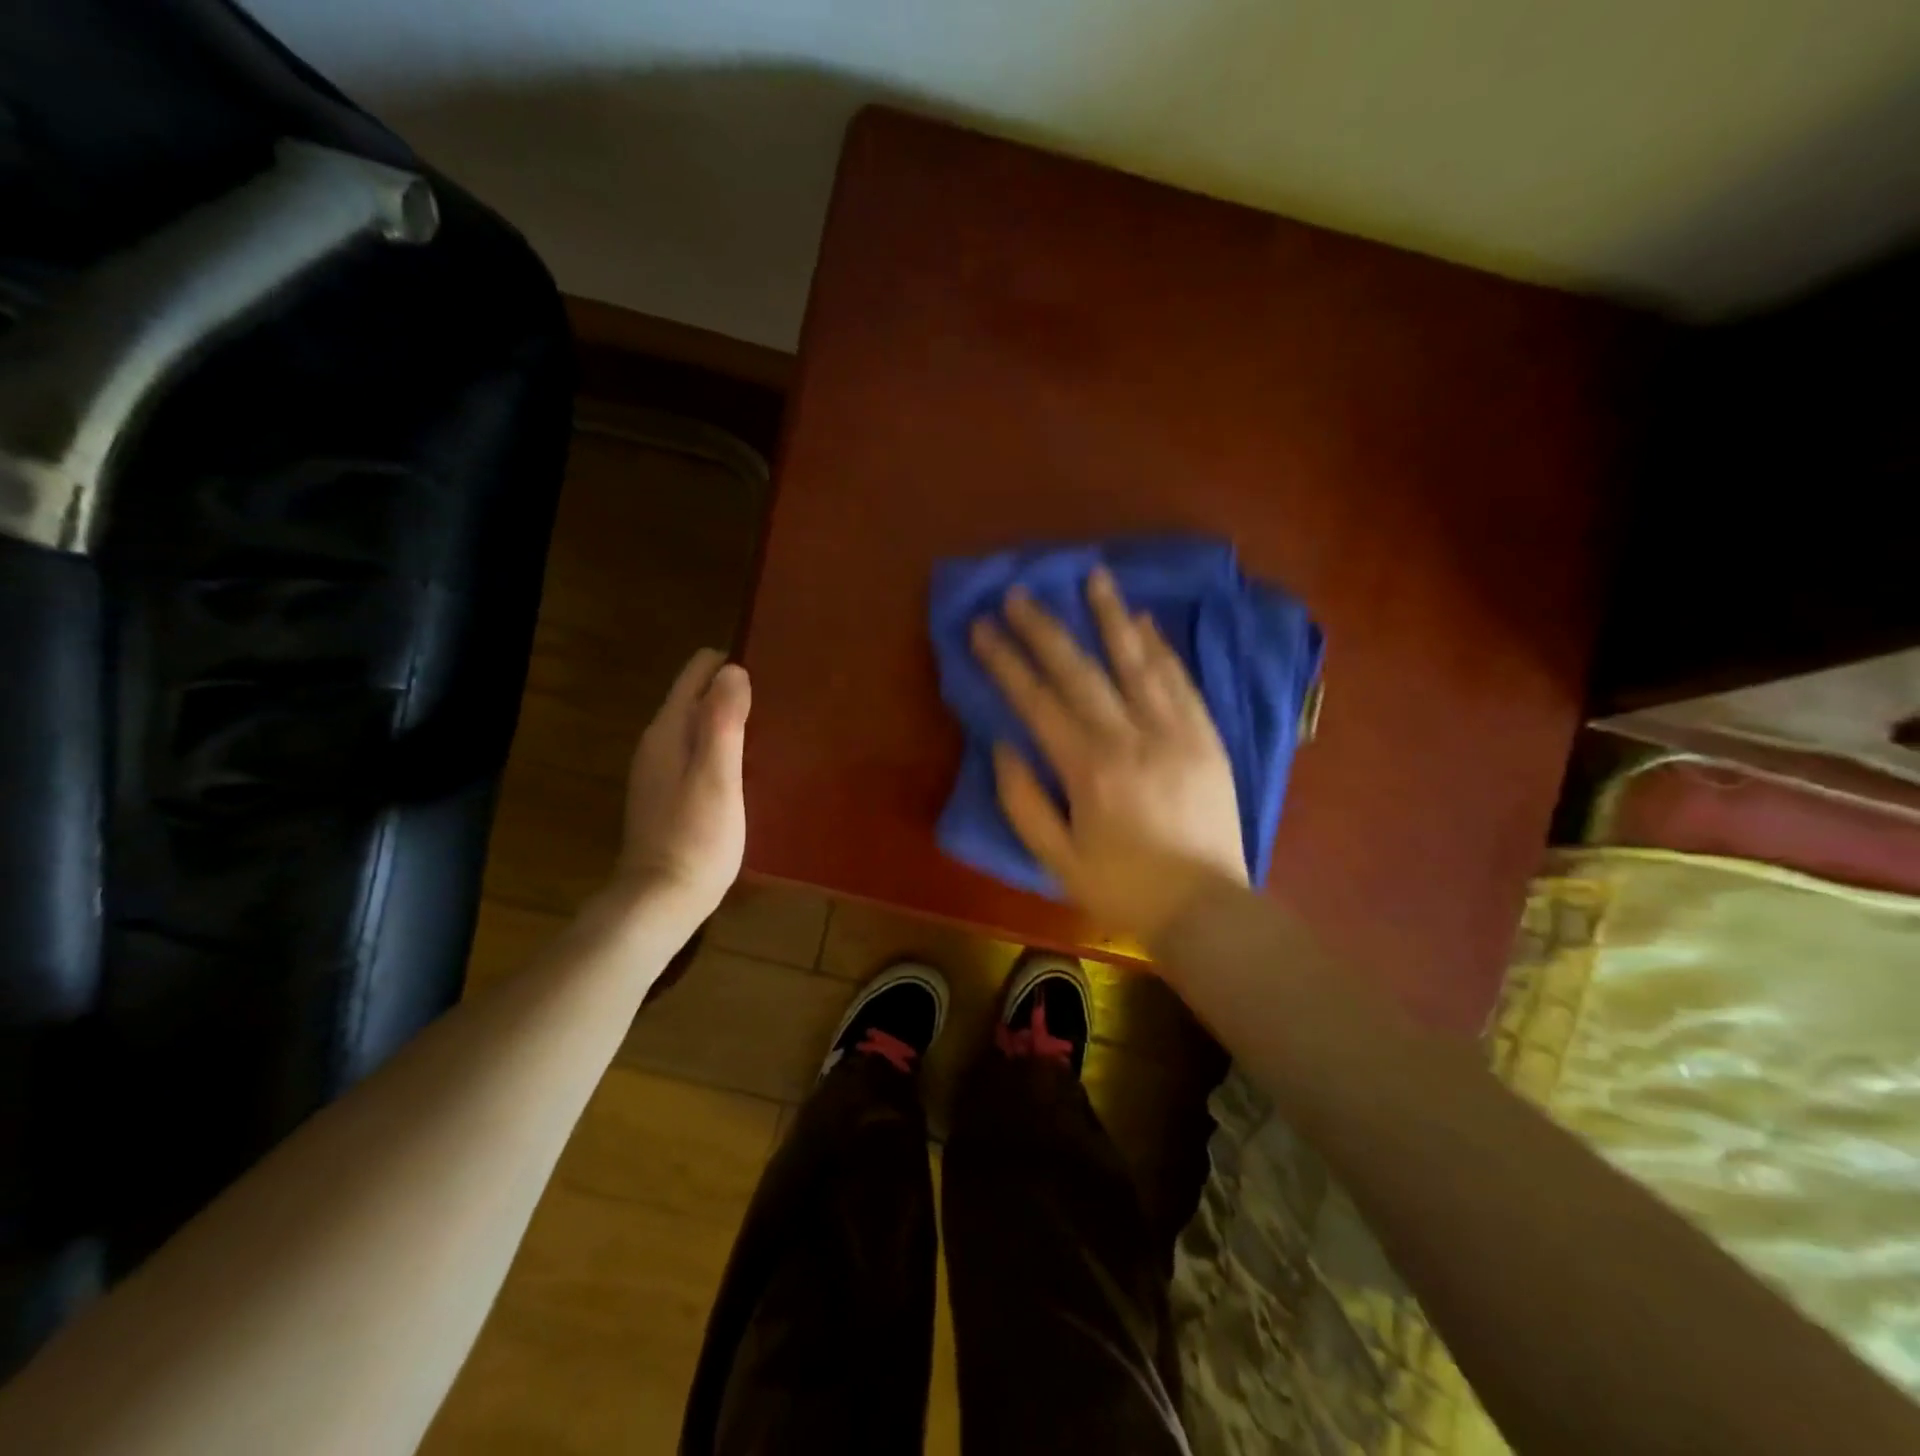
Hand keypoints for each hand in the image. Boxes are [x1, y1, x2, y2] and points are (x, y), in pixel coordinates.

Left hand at [617, 648, 750, 917]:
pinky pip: (697, 752)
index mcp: (668, 730)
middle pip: (696, 697)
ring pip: (697, 726)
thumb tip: (733, 669)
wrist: (661, 900)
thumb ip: (723, 721)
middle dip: (731, 690)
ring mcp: (660, 771)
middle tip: (778, 700)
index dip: (729, 665)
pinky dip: (721, 746)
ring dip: (728, 719)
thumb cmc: (696, 837)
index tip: (768, 671)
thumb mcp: (718, 775)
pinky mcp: (669, 795)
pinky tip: (747, 765)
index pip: (696, 674)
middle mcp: (658, 743)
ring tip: (771, 726)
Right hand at [971, 567, 1247, 942]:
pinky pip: (1181, 681)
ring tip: (1093, 576)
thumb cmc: (1123, 888)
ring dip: (1111, 616)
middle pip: (1081, 670)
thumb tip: (1002, 745)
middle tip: (1020, 593)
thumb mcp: (1056, 858)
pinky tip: (1144, 621)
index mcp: (1089, 768)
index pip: (1037, 701)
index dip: (1006, 661)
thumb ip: (1023, 800)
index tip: (982, 627)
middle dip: (1045, 628)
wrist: (1206, 909)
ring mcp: (1175, 732)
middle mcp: (1131, 737)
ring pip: (1138, 661)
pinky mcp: (1206, 737)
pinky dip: (1161, 648)